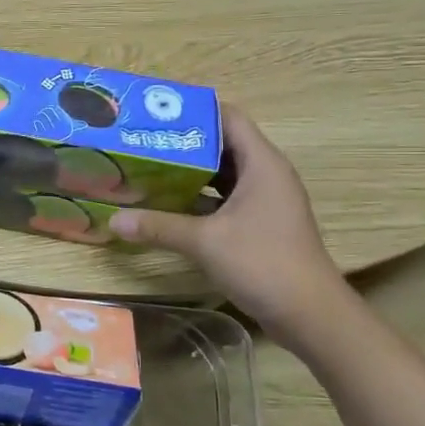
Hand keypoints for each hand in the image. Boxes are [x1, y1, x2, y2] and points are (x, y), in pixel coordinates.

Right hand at [109, 108, 348, 341]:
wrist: (310, 315)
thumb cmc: (263, 263)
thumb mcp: (204, 241)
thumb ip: (158, 226)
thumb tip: (114, 220)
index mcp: (261, 164)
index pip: (228, 118)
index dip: (194, 111)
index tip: (156, 112)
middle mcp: (266, 175)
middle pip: (223, 144)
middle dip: (185, 142)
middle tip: (144, 140)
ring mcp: (266, 201)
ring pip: (224, 174)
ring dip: (191, 171)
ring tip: (150, 166)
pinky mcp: (261, 224)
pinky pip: (226, 198)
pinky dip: (200, 197)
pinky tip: (169, 203)